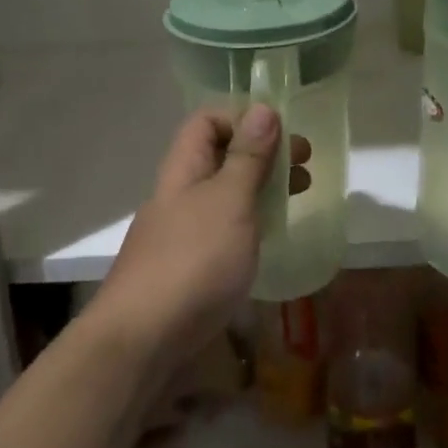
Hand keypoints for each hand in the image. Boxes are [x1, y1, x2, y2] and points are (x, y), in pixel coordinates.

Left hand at [93, 106, 308, 389]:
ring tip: (297, 196)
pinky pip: (222, 229)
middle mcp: (178, 193)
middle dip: (262, 154)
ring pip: (223, 194)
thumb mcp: (229, 202)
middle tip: (304, 166)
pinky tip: (269, 238)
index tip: (284, 136)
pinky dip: (249, 222)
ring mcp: (180, 232)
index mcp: (183, 168)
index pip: (208, 120)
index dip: (244, 118)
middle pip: (219, 156)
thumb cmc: (193, 260)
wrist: (143, 338)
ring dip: (259, 187)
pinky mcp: (187, 266)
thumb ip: (248, 158)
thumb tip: (263, 108)